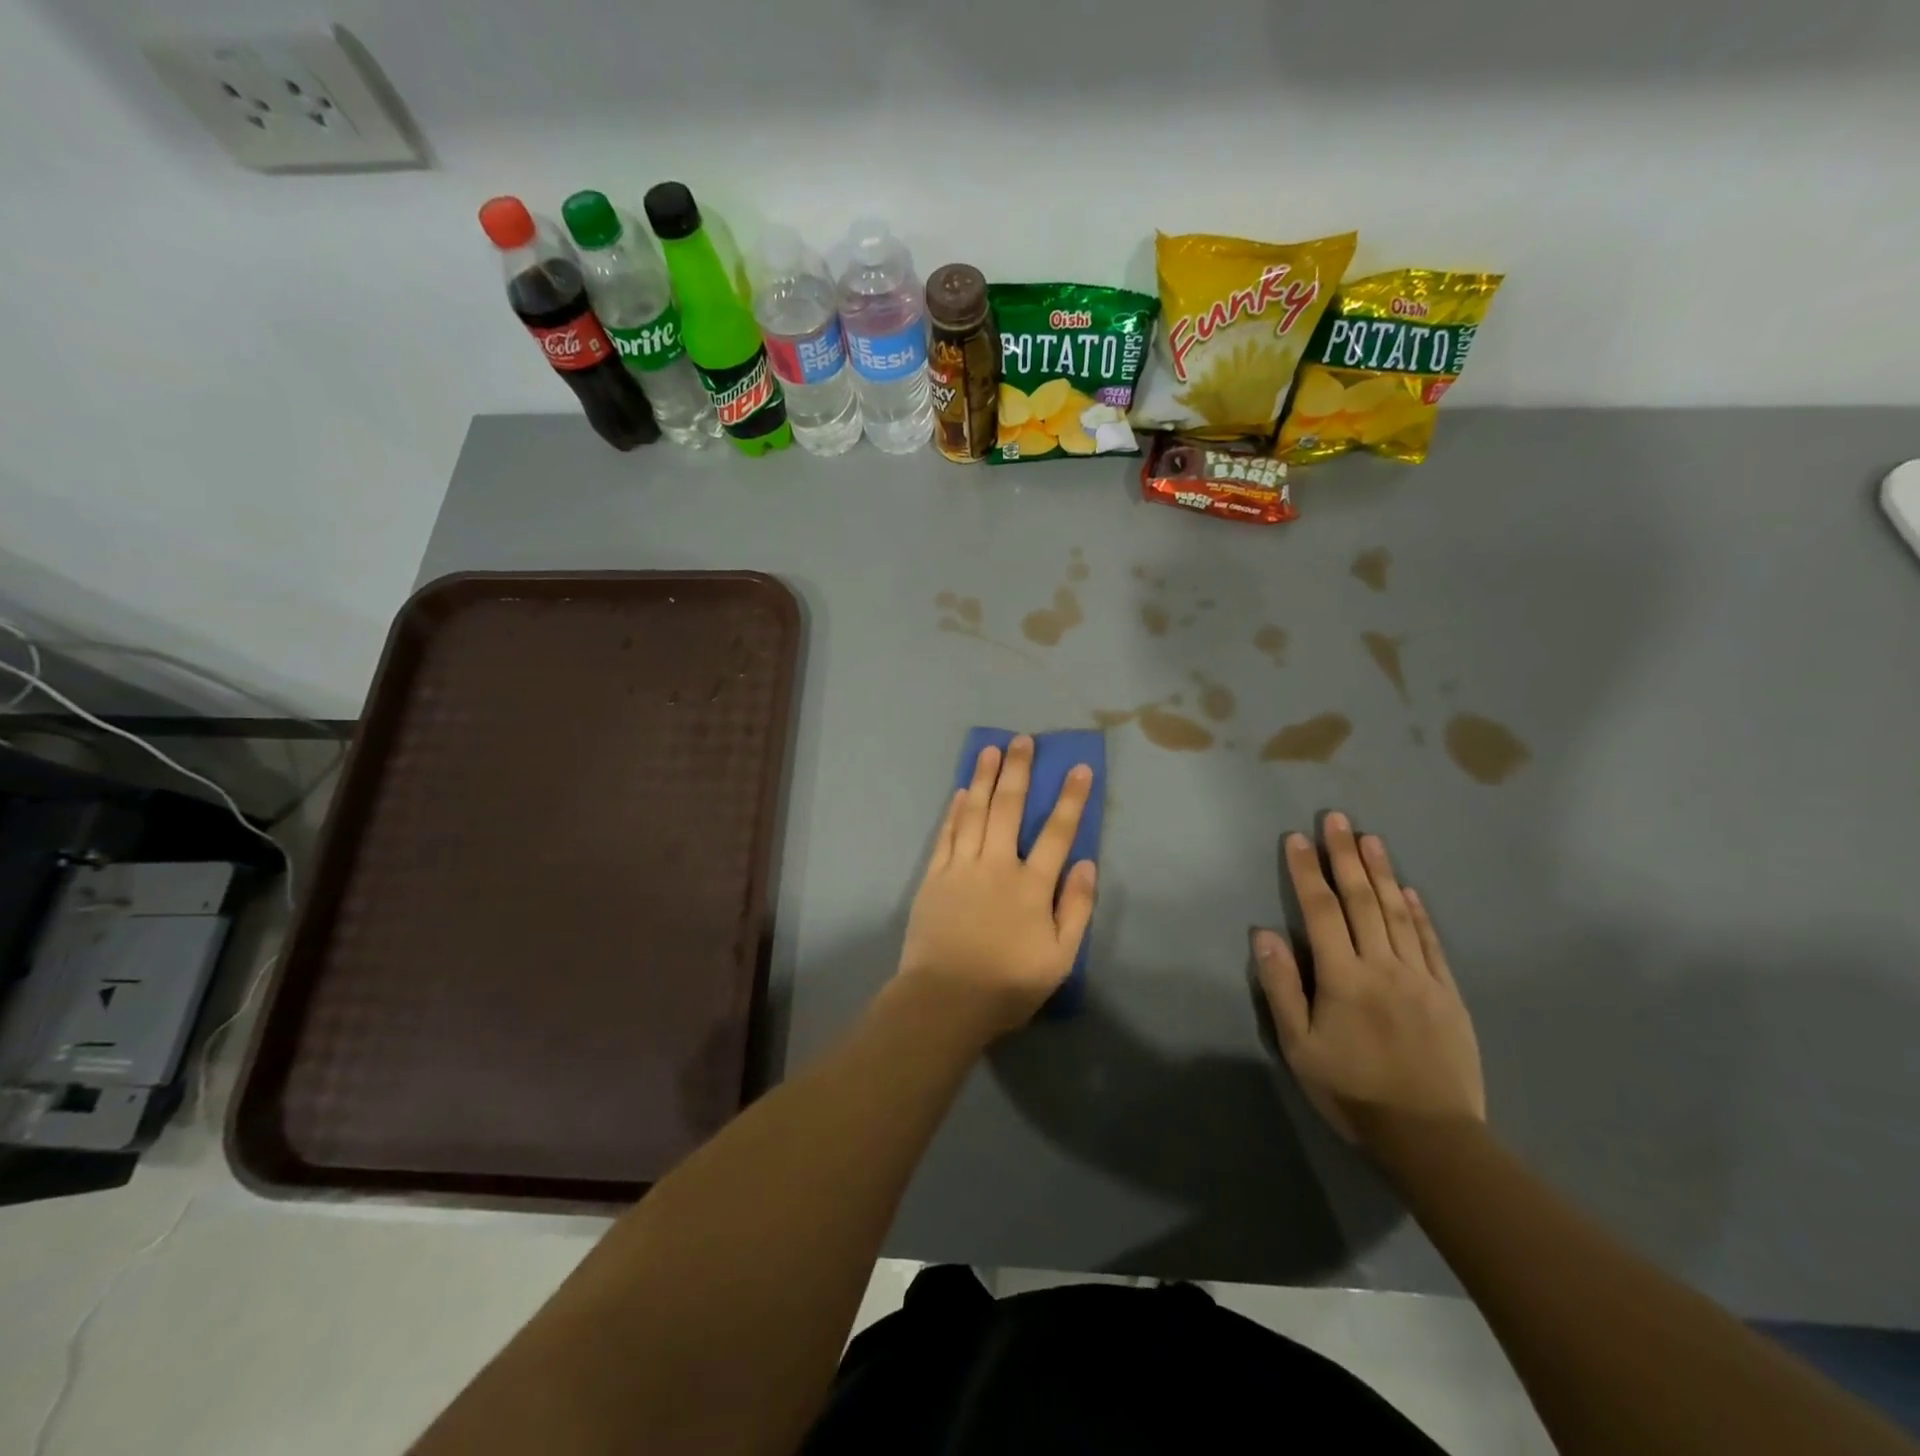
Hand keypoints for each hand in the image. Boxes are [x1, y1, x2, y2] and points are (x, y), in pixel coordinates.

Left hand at [897, 736, 1097, 1038]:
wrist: (944, 1000)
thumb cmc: (1007, 984)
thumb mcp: (1059, 958)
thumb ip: (1076, 909)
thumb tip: (1086, 864)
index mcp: (1031, 886)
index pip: (1056, 832)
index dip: (1070, 798)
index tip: (1079, 768)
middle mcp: (997, 866)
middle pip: (1008, 808)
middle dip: (1018, 771)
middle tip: (1022, 740)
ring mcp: (961, 868)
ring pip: (974, 812)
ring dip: (983, 778)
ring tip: (990, 749)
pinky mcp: (934, 877)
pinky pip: (946, 834)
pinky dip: (954, 811)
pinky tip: (960, 792)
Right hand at [1253, 812, 1484, 1145]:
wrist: (1431, 1137)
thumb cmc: (1352, 1091)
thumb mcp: (1299, 1046)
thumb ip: (1281, 987)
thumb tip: (1265, 934)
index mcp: (1342, 977)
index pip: (1321, 911)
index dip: (1307, 872)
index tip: (1297, 838)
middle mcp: (1382, 966)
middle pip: (1363, 900)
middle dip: (1346, 856)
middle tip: (1338, 819)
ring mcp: (1420, 977)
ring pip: (1398, 913)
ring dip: (1383, 872)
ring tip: (1371, 839)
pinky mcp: (1448, 994)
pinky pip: (1431, 943)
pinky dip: (1419, 912)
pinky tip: (1410, 890)